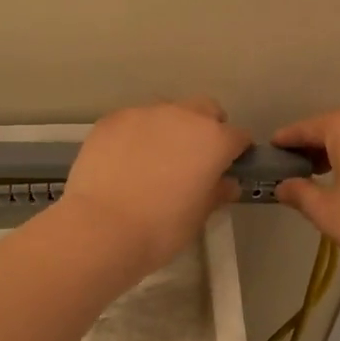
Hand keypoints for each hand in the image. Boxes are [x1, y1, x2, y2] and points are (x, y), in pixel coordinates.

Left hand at [61, 97, 251, 276]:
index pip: (237, 137)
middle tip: (192, 160)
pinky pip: (133, 121)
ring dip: (169, 129)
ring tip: (153, 160)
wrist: (101, 228)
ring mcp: (144, 114)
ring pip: (167, 112)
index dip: (235, 153)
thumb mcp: (198, 217)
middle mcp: (182, 116)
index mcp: (213, 140)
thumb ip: (216, 193)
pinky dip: (136, 135)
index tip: (227, 168)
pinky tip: (124, 161)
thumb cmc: (160, 229)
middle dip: (205, 128)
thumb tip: (226, 183)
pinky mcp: (112, 119)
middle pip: (205, 111)